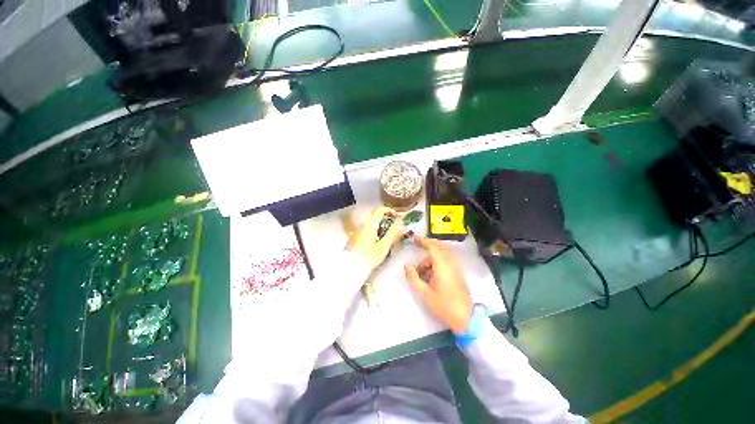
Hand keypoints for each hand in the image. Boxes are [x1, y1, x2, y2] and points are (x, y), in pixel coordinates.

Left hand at [346, 207, 406, 270]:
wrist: (351, 268)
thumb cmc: (368, 257)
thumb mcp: (383, 246)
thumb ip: (393, 233)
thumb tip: (401, 223)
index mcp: (370, 224)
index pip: (380, 210)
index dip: (390, 211)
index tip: (398, 217)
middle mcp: (363, 225)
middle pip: (376, 216)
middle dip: (388, 220)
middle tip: (397, 228)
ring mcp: (359, 231)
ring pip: (373, 224)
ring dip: (383, 226)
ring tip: (391, 236)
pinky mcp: (357, 238)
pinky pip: (369, 230)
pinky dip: (377, 231)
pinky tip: (381, 242)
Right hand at [405, 235, 472, 334]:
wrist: (466, 318)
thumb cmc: (444, 305)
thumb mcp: (425, 293)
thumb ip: (414, 278)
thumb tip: (408, 266)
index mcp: (442, 266)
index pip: (433, 247)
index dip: (423, 241)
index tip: (414, 238)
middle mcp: (451, 264)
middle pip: (439, 248)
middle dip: (427, 246)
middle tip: (416, 247)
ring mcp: (456, 268)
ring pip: (442, 255)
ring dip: (430, 258)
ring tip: (420, 272)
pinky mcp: (457, 274)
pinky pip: (446, 261)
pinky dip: (436, 262)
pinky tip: (429, 275)